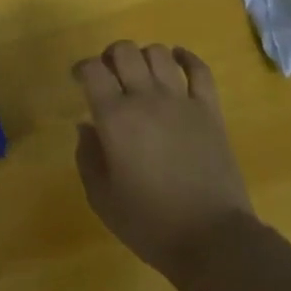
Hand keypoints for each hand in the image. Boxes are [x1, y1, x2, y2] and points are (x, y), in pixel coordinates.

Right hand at [72, 41, 255, 277]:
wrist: (212, 239)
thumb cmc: (149, 223)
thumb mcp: (101, 198)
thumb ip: (87, 156)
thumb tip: (85, 126)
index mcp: (115, 118)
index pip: (92, 70)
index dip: (81, 68)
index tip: (79, 80)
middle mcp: (145, 98)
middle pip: (124, 51)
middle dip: (111, 56)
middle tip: (109, 75)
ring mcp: (181, 101)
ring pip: (158, 53)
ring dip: (144, 57)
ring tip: (141, 74)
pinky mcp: (210, 110)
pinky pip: (199, 70)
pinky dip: (186, 58)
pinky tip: (178, 59)